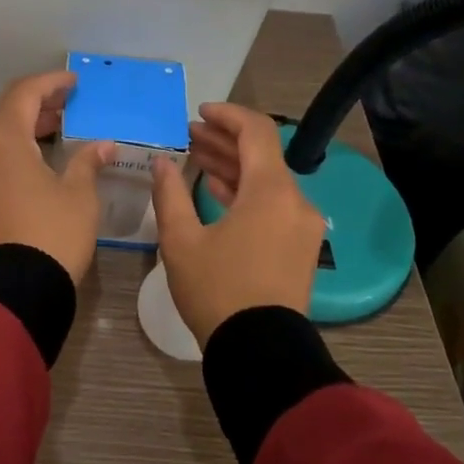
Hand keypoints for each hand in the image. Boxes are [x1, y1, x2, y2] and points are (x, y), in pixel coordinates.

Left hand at [0, 71, 114, 283]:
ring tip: (51, 130)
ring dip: (18, 126)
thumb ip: (87, 162)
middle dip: (34, 103)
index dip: (50, 83)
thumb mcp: (79, 196)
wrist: (11, 295)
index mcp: (2, 138)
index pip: (24, 93)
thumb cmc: (52, 237)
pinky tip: (29, 160)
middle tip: (64, 106)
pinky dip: (4, 149)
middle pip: (2, 109)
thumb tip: (103, 145)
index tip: (73, 83)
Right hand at [151, 103, 325, 345]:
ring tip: (196, 158)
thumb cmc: (217, 290)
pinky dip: (246, 192)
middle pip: (261, 155)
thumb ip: (170, 193)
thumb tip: (162, 162)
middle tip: (188, 135)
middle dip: (224, 141)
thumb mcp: (181, 240)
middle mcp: (295, 201)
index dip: (227, 115)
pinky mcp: (300, 247)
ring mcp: (302, 225)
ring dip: (233, 167)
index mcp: (271, 191)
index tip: (198, 112)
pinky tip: (217, 190)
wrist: (259, 351)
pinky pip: (273, 205)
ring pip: (267, 181)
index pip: (256, 131)